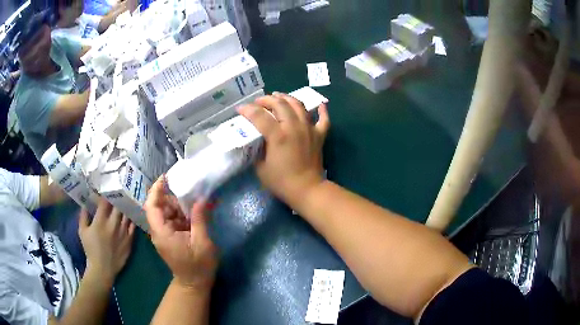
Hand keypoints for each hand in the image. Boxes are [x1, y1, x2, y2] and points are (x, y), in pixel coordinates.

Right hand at [78, 199, 134, 285]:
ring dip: (126, 207)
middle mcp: (113, 225)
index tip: (106, 189)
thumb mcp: (82, 231)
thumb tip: (85, 203)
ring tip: (126, 200)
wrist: (102, 269)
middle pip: (118, 206)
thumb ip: (83, 215)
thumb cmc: (90, 249)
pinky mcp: (130, 241)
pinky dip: (132, 219)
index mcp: (100, 221)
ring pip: (127, 214)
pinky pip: (133, 226)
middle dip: (118, 198)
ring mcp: (123, 233)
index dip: (106, 194)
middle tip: (118, 192)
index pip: (105, 202)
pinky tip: (132, 213)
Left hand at [144, 176, 217, 289]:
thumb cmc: (198, 266)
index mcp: (162, 233)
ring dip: (179, 205)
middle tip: (189, 190)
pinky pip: (173, 219)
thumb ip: (200, 219)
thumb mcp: (202, 243)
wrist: (194, 283)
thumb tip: (202, 199)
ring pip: (167, 212)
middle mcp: (159, 231)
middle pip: (159, 207)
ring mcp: (164, 234)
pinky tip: (195, 212)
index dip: (156, 190)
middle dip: (172, 196)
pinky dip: (182, 214)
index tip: (166, 177)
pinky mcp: (170, 236)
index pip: (151, 207)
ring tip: (195, 200)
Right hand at [238, 93, 329, 203]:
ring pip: (299, 105)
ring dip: (287, 98)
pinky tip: (320, 105)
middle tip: (259, 102)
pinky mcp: (319, 135)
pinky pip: (323, 119)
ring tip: (279, 96)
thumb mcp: (261, 168)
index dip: (247, 110)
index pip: (259, 115)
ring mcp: (309, 129)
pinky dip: (322, 110)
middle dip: (266, 99)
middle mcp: (294, 127)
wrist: (307, 190)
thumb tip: (256, 140)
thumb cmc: (282, 182)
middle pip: (280, 104)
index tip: (240, 109)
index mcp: (278, 136)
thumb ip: (257, 150)